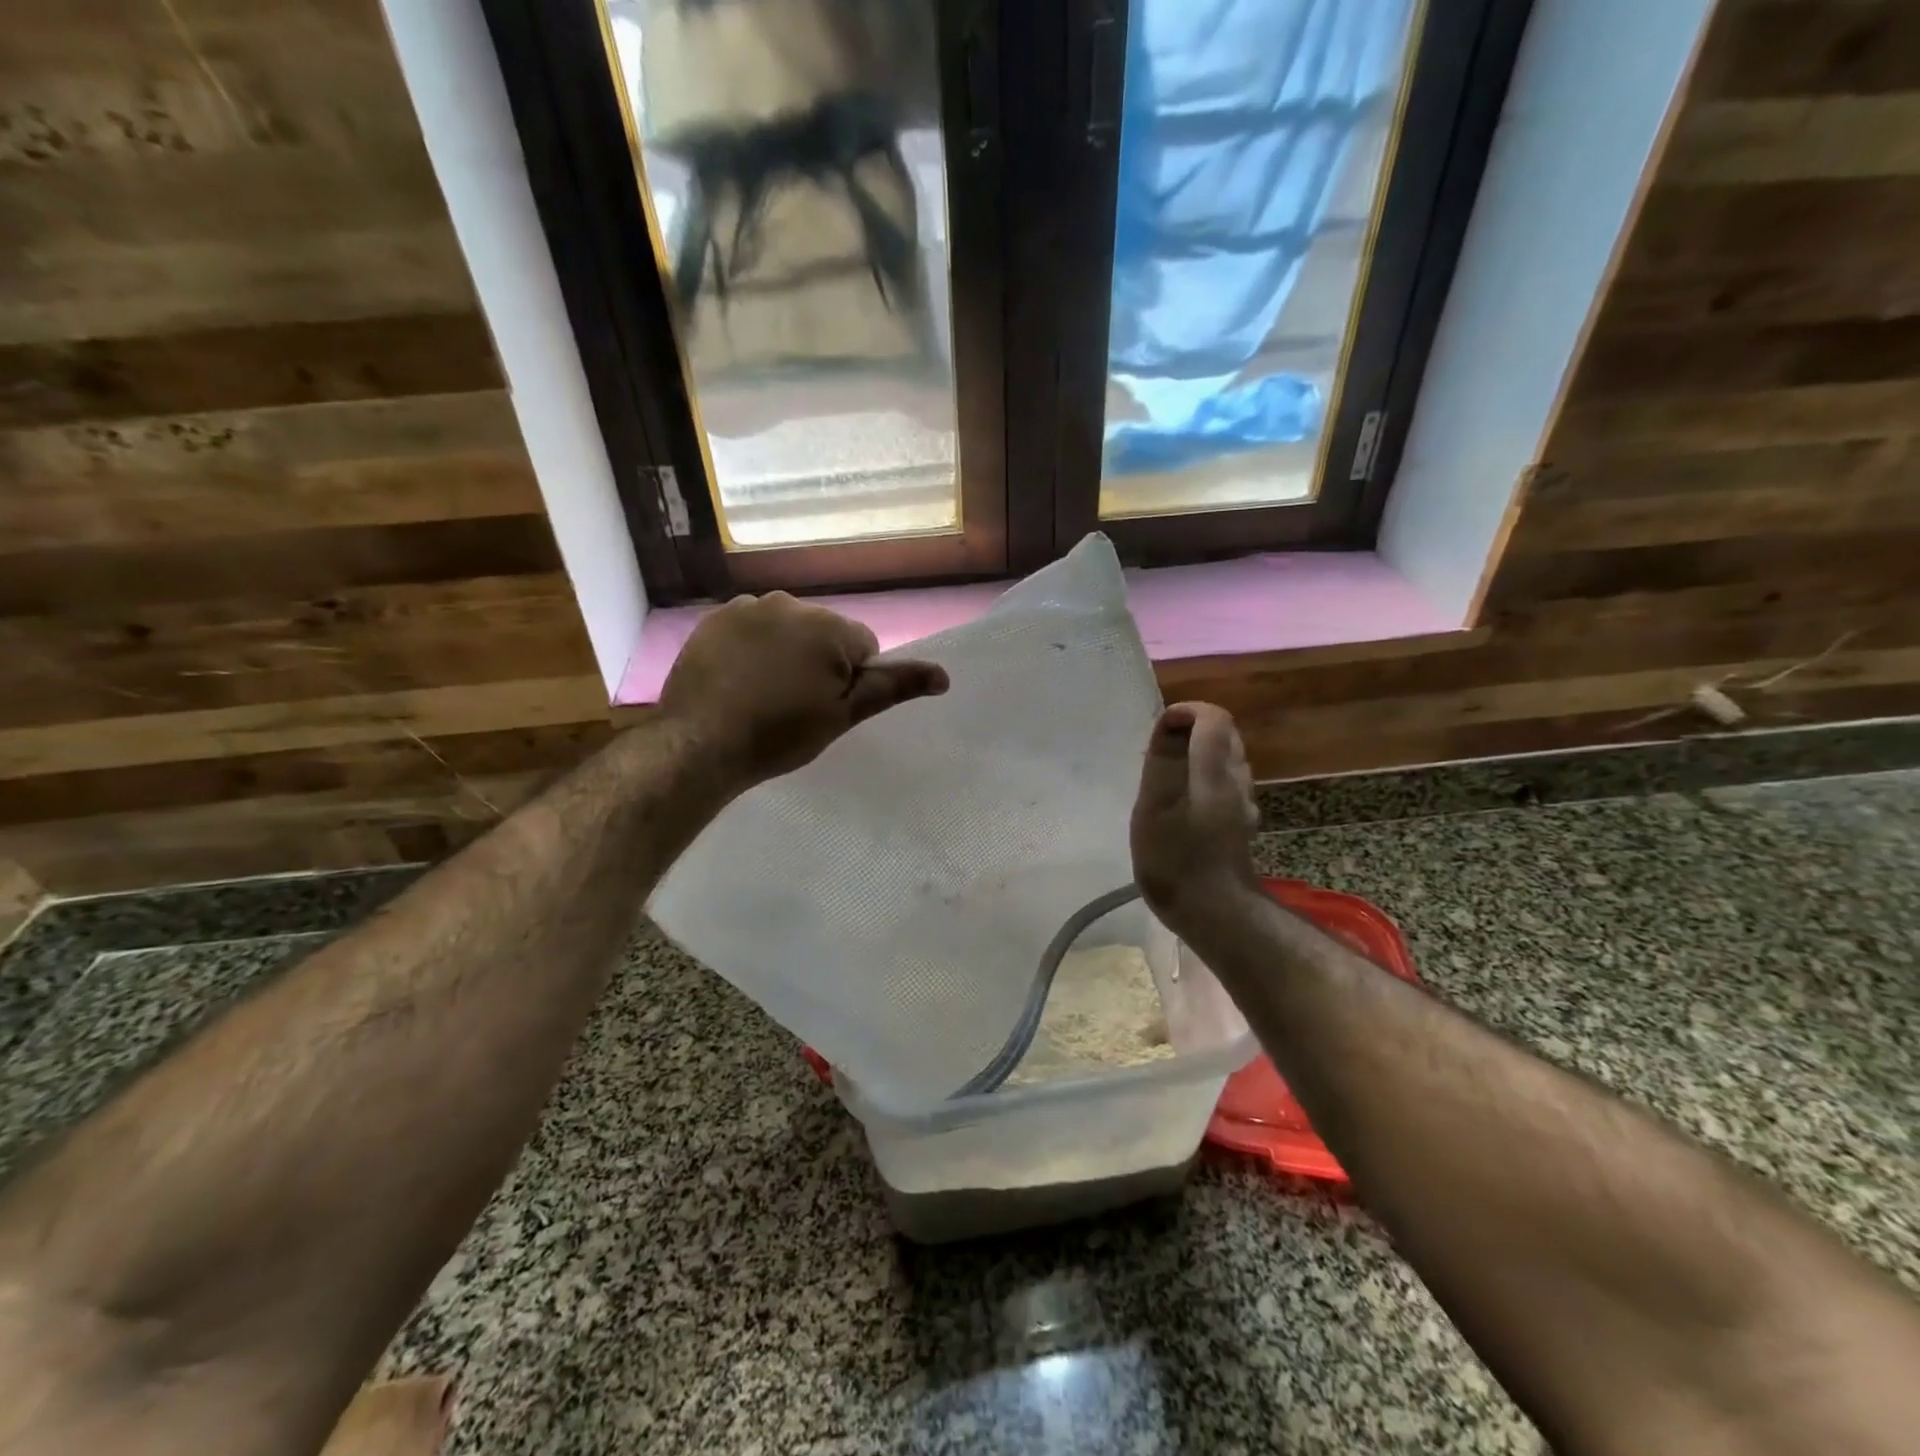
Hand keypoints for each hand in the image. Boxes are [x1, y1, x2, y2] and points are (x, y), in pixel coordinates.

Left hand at [659, 592, 948, 788]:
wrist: (701, 743)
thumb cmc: (781, 734)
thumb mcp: (844, 715)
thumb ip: (892, 687)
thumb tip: (944, 675)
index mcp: (830, 627)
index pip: (863, 647)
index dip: (850, 681)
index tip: (825, 707)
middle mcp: (791, 604)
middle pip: (824, 633)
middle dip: (818, 662)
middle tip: (795, 705)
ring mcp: (748, 607)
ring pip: (787, 629)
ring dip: (785, 652)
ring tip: (763, 694)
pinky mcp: (715, 618)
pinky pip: (751, 627)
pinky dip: (751, 647)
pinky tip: (738, 680)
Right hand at [1130, 702, 1261, 929]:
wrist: (1215, 912)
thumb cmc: (1175, 859)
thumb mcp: (1154, 808)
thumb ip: (1162, 763)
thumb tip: (1169, 724)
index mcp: (1215, 771)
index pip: (1214, 718)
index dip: (1186, 713)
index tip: (1160, 729)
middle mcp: (1236, 780)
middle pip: (1225, 735)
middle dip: (1192, 731)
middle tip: (1158, 752)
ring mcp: (1243, 802)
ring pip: (1228, 760)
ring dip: (1199, 755)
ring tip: (1166, 777)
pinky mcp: (1241, 821)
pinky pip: (1225, 783)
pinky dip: (1204, 778)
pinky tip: (1183, 803)